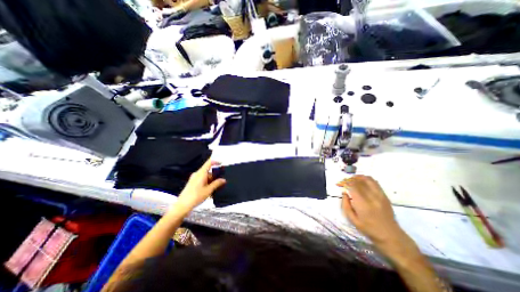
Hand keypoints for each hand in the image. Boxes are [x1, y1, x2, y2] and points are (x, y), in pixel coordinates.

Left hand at [174, 159, 225, 212]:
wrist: (182, 205)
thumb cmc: (196, 196)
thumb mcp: (209, 190)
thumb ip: (217, 183)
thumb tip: (223, 179)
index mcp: (201, 173)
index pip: (209, 163)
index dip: (216, 161)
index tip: (222, 163)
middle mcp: (197, 174)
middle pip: (208, 171)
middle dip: (215, 176)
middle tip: (221, 182)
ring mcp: (194, 178)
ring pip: (206, 177)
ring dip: (211, 182)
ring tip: (215, 190)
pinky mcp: (192, 183)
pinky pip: (202, 180)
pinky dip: (207, 184)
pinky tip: (209, 192)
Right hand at [340, 175, 407, 245]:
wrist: (390, 235)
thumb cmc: (368, 229)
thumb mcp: (352, 220)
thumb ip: (345, 205)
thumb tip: (344, 193)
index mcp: (362, 204)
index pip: (352, 186)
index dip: (344, 183)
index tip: (339, 184)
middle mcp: (371, 197)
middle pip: (358, 181)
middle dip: (349, 179)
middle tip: (343, 182)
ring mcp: (379, 195)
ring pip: (367, 179)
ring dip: (357, 177)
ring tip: (352, 179)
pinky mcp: (384, 195)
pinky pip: (375, 182)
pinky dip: (366, 179)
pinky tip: (361, 181)